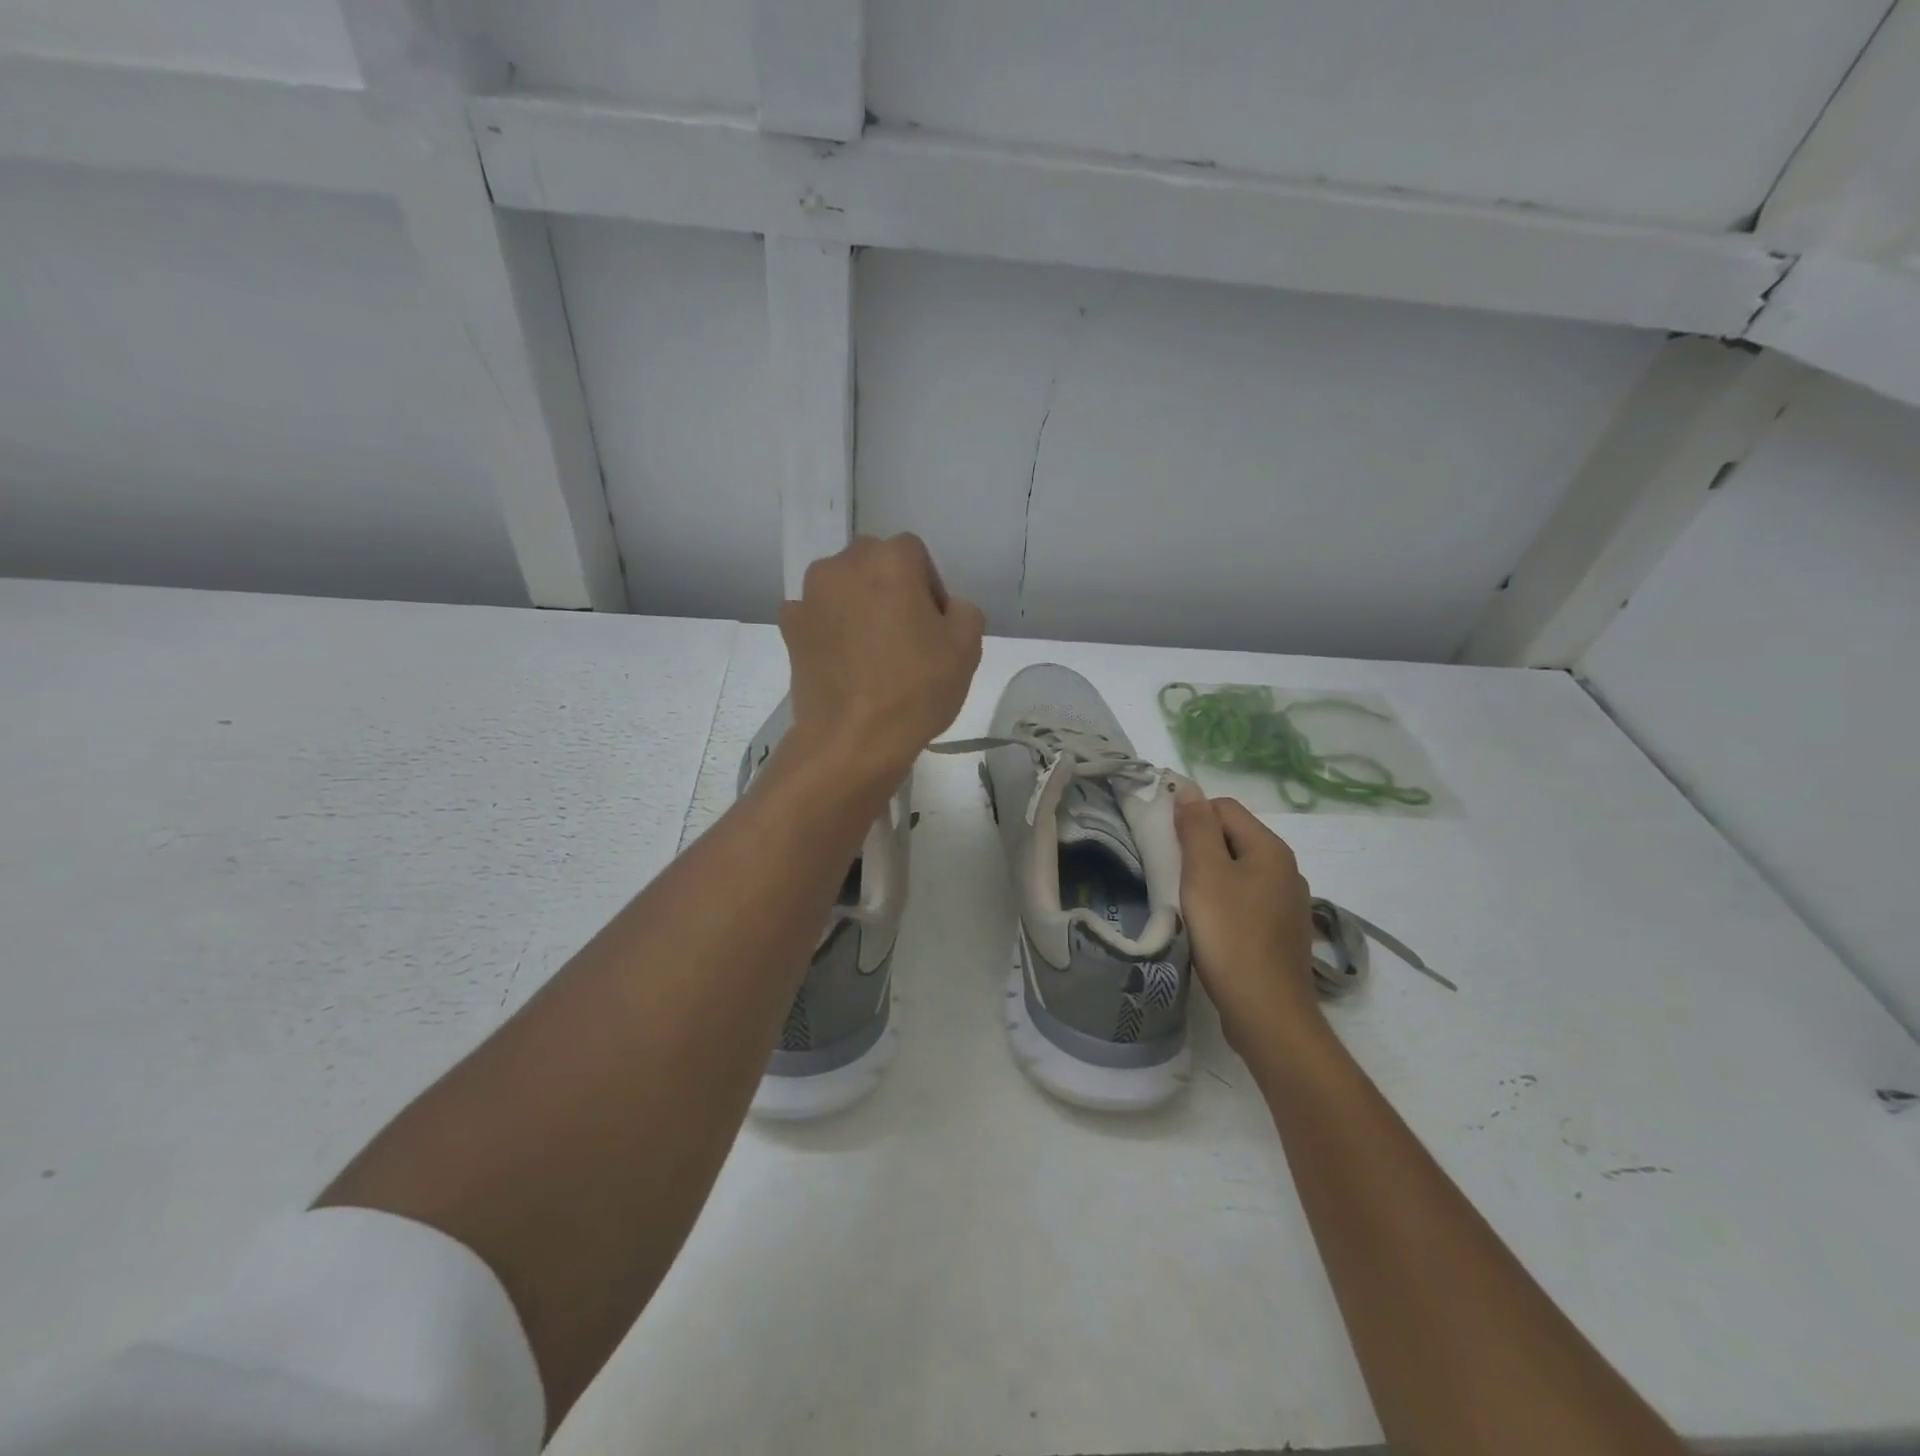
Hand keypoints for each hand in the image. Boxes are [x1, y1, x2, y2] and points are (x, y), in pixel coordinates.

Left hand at [779, 534, 984, 782]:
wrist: (852, 740)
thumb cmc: (916, 690)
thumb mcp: (968, 647)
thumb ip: (963, 610)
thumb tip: (944, 608)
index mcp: (889, 560)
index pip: (915, 554)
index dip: (929, 587)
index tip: (934, 626)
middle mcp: (843, 565)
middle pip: (873, 563)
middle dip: (890, 588)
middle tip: (904, 635)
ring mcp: (809, 596)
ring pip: (842, 587)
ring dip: (857, 605)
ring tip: (871, 651)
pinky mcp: (788, 627)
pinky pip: (815, 615)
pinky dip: (828, 628)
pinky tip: (842, 661)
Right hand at [1174, 788, 1321, 1056]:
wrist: (1267, 1012)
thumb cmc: (1230, 936)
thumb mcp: (1204, 874)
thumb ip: (1196, 828)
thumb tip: (1188, 788)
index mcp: (1270, 849)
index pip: (1223, 807)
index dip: (1190, 817)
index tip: (1164, 843)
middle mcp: (1286, 869)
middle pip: (1232, 837)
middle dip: (1198, 847)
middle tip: (1169, 871)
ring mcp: (1287, 903)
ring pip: (1238, 870)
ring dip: (1209, 877)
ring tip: (1184, 899)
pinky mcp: (1281, 931)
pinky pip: (1246, 899)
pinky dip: (1224, 902)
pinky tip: (1209, 926)